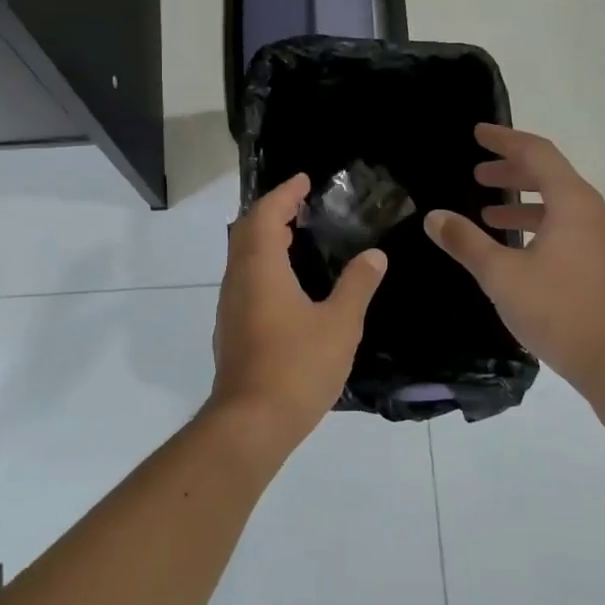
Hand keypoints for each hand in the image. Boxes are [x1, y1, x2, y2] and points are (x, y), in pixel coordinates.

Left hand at [210, 173, 387, 442]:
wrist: (250, 423)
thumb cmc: (296, 367)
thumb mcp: (339, 324)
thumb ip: (357, 285)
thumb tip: (374, 255)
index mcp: (261, 267)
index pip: (267, 214)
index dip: (285, 193)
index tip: (304, 180)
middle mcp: (238, 278)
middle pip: (247, 230)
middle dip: (272, 210)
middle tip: (302, 204)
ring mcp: (230, 305)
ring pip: (242, 256)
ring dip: (265, 237)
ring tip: (297, 237)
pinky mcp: (230, 328)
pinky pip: (244, 278)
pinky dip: (262, 263)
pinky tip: (287, 283)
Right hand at [424, 125, 604, 391]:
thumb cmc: (560, 312)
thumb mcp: (502, 276)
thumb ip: (466, 242)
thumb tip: (435, 216)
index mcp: (574, 204)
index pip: (537, 154)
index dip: (504, 140)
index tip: (477, 133)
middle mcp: (594, 213)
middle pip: (551, 175)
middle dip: (512, 169)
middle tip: (478, 172)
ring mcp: (604, 240)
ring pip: (560, 204)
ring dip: (524, 200)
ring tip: (489, 210)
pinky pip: (569, 226)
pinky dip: (539, 224)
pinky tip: (517, 247)